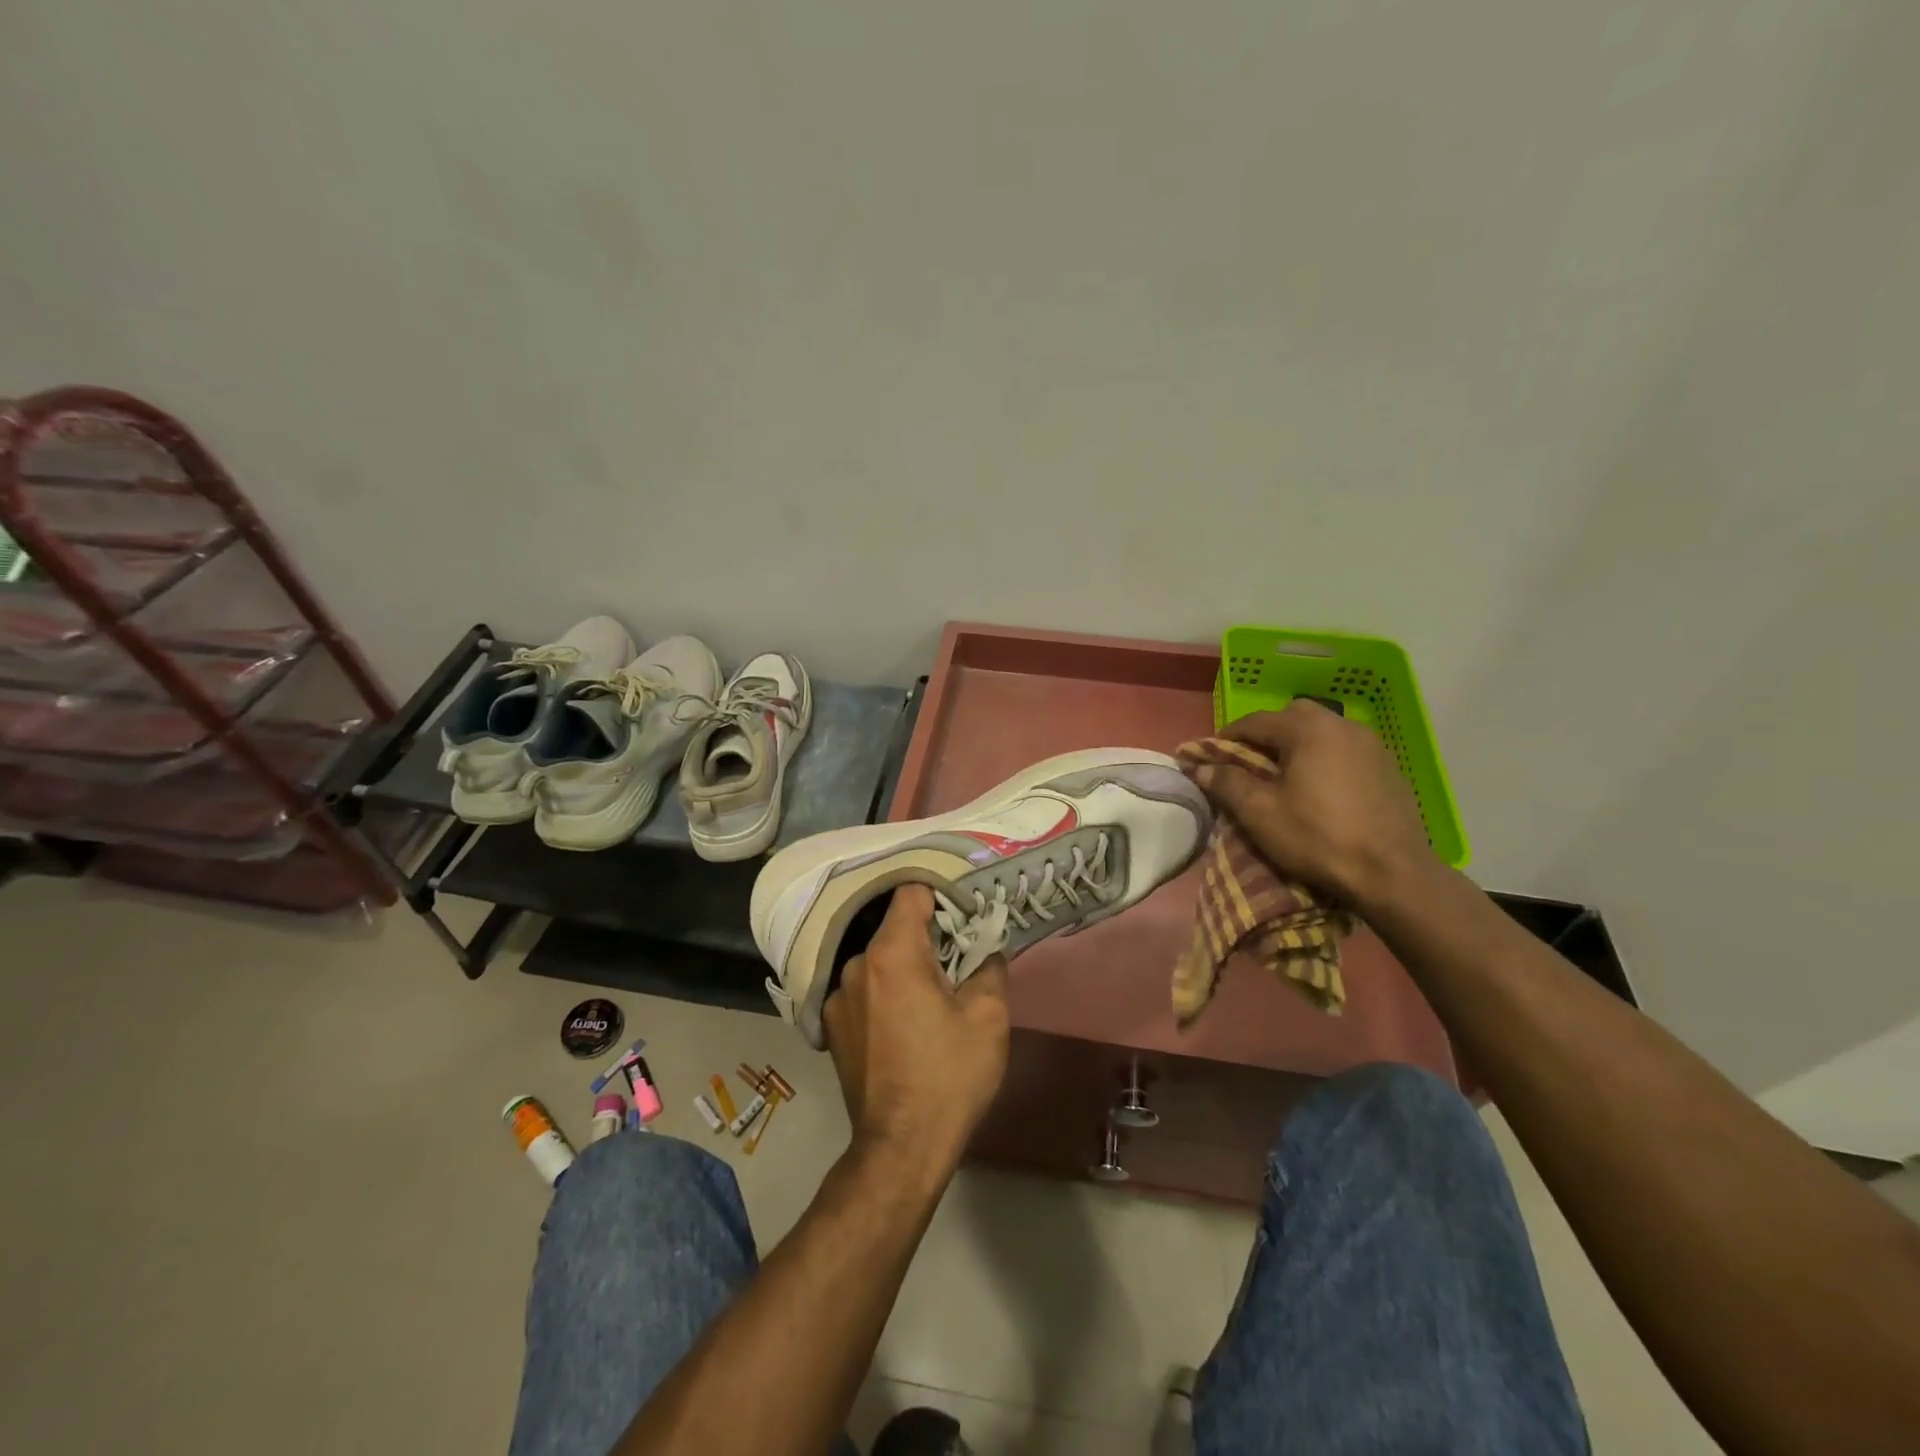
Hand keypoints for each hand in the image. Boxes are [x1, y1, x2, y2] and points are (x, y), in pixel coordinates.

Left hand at [824, 884, 1009, 1178]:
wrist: (901, 1148)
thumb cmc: (949, 1076)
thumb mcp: (988, 1017)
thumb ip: (988, 965)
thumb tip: (985, 948)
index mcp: (892, 953)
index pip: (911, 893)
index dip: (941, 896)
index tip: (963, 915)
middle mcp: (856, 965)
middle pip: (894, 928)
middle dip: (926, 938)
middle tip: (956, 961)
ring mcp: (837, 996)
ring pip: (879, 961)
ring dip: (904, 968)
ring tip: (930, 1000)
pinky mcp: (831, 1026)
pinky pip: (864, 990)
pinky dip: (884, 993)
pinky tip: (903, 1026)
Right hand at [1194, 702, 1437, 906]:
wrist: (1394, 874)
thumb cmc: (1318, 838)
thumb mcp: (1259, 813)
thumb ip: (1226, 783)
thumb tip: (1200, 767)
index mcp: (1308, 729)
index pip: (1255, 721)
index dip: (1227, 738)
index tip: (1210, 758)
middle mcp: (1341, 725)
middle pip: (1291, 718)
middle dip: (1266, 737)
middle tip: (1250, 765)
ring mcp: (1371, 744)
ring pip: (1321, 732)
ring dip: (1297, 747)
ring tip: (1285, 778)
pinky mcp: (1389, 767)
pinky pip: (1345, 751)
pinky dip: (1324, 760)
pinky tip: (1320, 790)